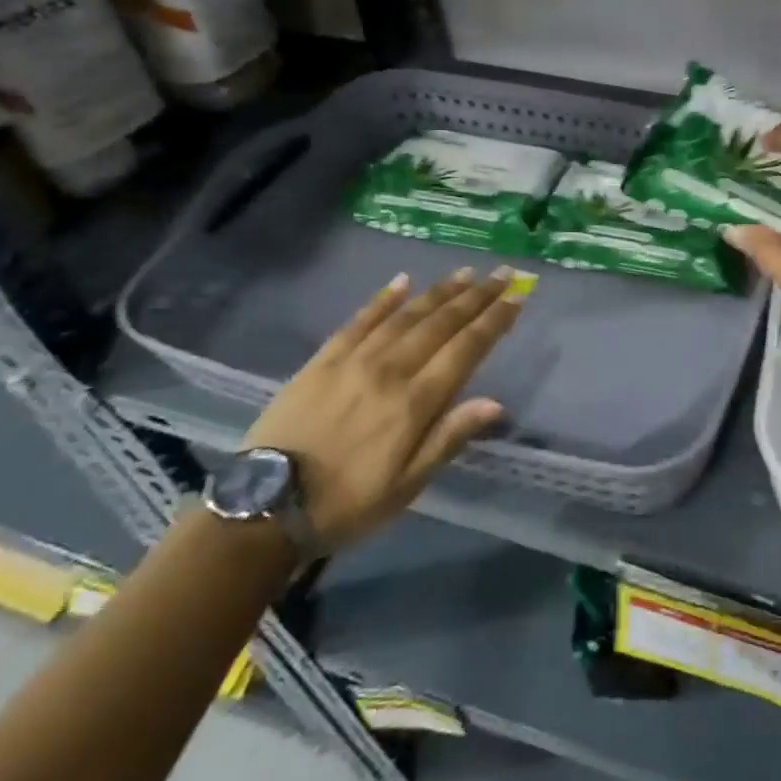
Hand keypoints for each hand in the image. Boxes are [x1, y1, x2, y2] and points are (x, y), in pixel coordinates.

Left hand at [241, 267, 518, 552]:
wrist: (263, 508)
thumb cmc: (347, 504)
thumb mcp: (407, 485)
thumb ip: (449, 438)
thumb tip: (496, 403)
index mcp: (415, 402)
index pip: (466, 349)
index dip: (495, 321)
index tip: (518, 297)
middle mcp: (390, 370)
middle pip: (442, 323)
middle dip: (477, 296)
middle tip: (503, 273)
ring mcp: (354, 360)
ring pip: (407, 315)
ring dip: (440, 291)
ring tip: (466, 272)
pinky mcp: (323, 360)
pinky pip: (359, 320)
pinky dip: (383, 299)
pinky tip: (402, 281)